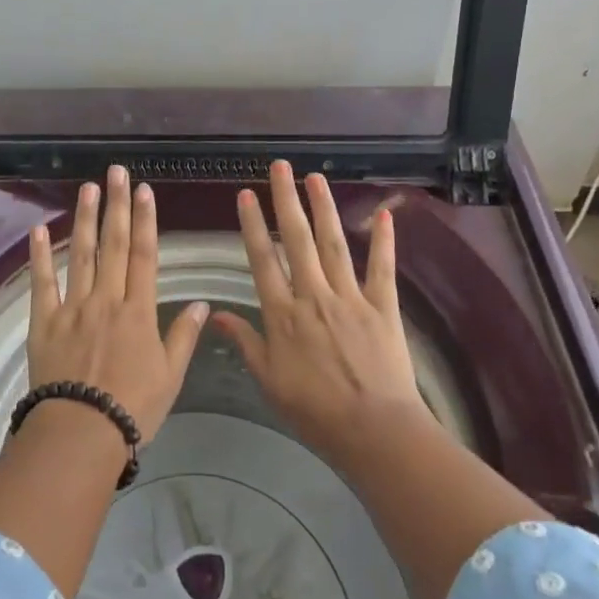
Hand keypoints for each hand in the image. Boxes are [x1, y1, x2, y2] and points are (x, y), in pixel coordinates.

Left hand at [28, 165, 208, 444]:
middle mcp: (106, 299)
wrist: (81, 432)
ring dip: (85, 218)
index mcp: (138, 311)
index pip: (144, 255)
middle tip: (117, 172)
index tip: (145, 191)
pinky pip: (43, 282)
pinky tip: (39, 229)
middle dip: (117, 205)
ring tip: (88, 188)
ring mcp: (73, 307)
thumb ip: (183, 336)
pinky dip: (40, 255)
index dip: (146, 220)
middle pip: (113, 244)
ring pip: (81, 254)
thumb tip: (202, 303)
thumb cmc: (132, 408)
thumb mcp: (170, 376)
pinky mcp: (45, 320)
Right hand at [211, 161, 429, 466]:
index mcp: (283, 314)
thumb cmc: (314, 412)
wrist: (373, 432)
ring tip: (315, 177)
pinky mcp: (382, 307)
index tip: (246, 194)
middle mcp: (313, 296)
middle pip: (297, 240)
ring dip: (323, 208)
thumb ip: (244, 342)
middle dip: (286, 200)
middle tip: (280, 166)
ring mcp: (350, 298)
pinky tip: (383, 213)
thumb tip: (215, 313)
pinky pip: (382, 268)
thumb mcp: (269, 381)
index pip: (262, 259)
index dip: (252, 224)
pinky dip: (383, 240)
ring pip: (333, 244)